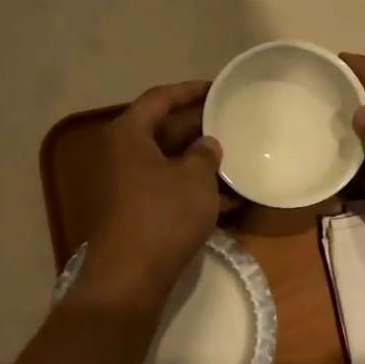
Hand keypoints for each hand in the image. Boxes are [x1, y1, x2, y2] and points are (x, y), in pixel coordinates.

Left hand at [80, 81, 225, 311]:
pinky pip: (171, 190)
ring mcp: (130, 186)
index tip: (218, 86)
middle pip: (165, 130)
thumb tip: (208, 144)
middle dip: (200, 128)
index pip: (160, 98)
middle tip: (233, 121)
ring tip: (240, 158)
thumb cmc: (163, 215)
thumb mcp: (194, 178)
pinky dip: (197, 191)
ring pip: (171, 163)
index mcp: (129, 134)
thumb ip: (205, 154)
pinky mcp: (139, 213)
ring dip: (202, 162)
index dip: (190, 90)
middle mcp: (124, 155)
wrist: (131, 276)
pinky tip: (233, 198)